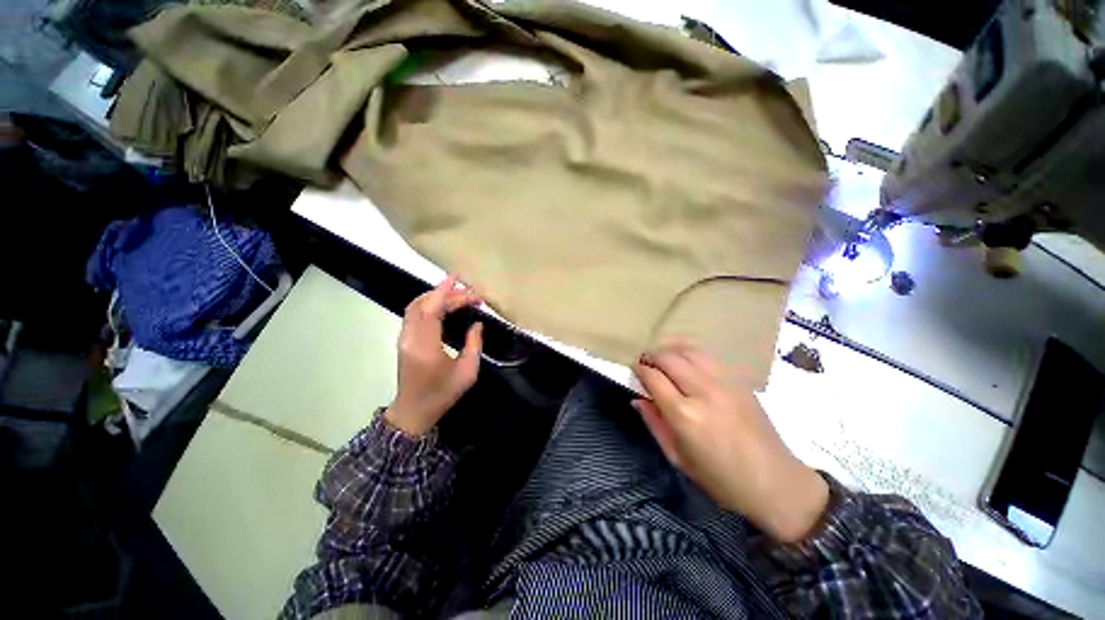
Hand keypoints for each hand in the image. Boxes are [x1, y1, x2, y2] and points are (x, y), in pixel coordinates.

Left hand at [385, 276, 483, 435]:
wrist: (414, 412)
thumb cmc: (442, 394)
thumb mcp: (467, 372)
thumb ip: (474, 344)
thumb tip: (477, 323)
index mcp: (425, 346)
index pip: (431, 310)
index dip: (444, 292)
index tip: (458, 279)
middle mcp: (410, 338)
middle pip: (423, 304)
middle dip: (447, 294)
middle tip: (470, 294)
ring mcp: (404, 339)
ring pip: (415, 307)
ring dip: (436, 297)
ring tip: (459, 296)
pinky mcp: (404, 340)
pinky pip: (414, 314)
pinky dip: (429, 305)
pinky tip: (445, 307)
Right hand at [633, 343, 828, 543]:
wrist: (775, 482)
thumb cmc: (720, 478)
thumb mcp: (678, 457)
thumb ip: (654, 423)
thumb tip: (637, 399)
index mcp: (684, 415)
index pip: (653, 377)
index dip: (639, 369)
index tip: (634, 370)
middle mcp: (702, 391)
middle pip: (668, 358)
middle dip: (651, 356)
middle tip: (645, 362)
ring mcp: (724, 382)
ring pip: (688, 350)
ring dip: (670, 349)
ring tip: (663, 358)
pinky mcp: (738, 380)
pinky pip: (708, 356)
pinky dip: (690, 352)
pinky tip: (686, 359)